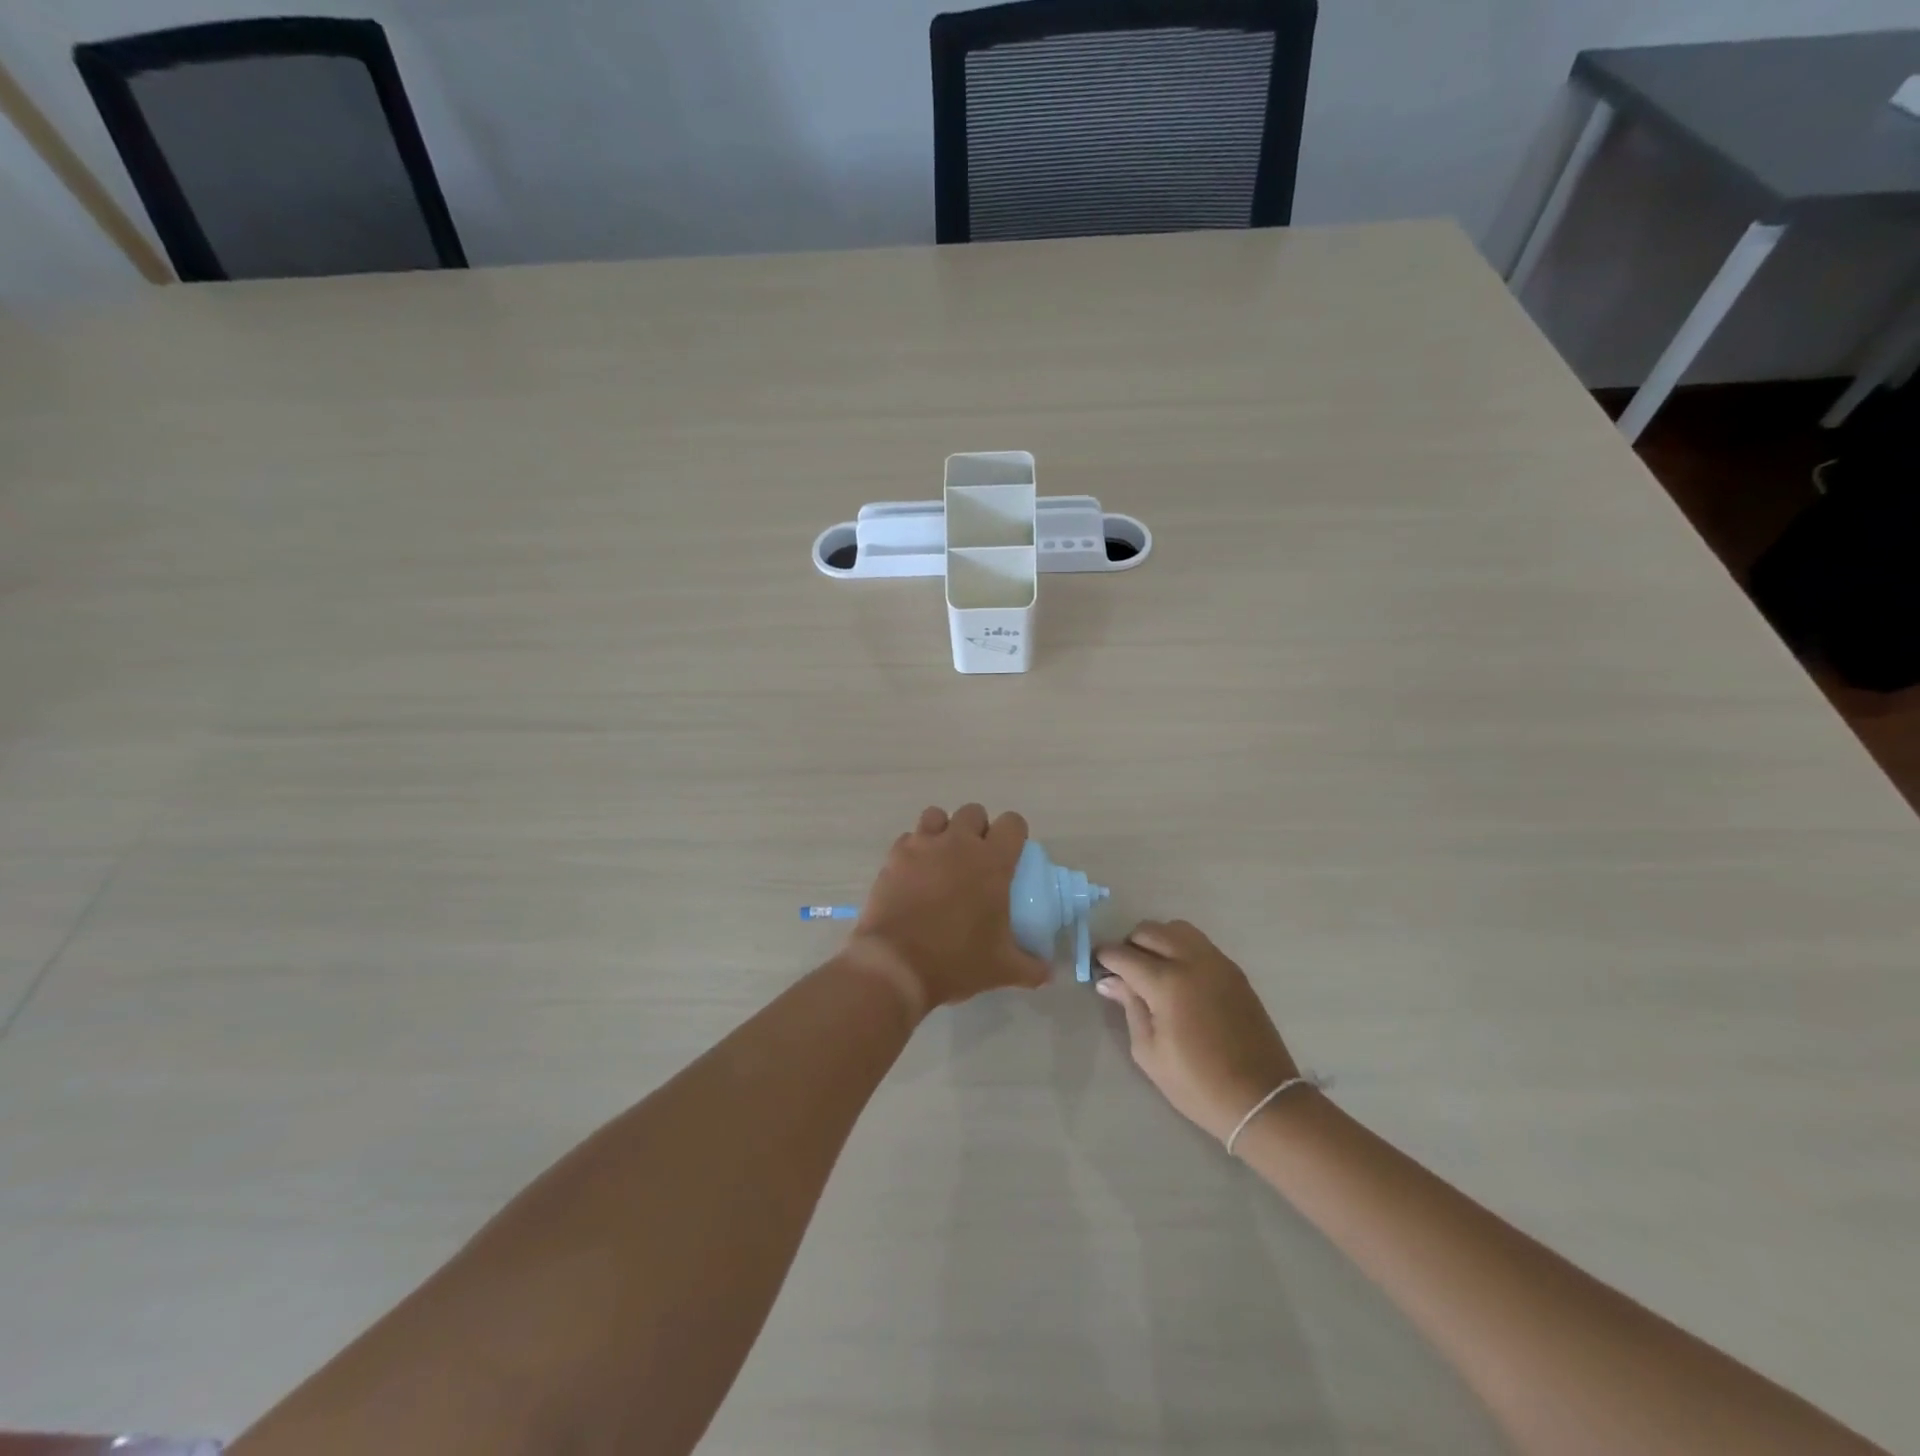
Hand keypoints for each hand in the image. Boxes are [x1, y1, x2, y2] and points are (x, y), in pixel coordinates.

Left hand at [842, 804, 1049, 1016]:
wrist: (896, 965)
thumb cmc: (956, 961)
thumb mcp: (1002, 969)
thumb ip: (1031, 967)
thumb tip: (1049, 973)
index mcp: (992, 861)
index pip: (1013, 823)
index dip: (1015, 834)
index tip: (1012, 854)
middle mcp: (958, 843)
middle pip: (973, 813)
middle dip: (978, 829)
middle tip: (976, 860)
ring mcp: (923, 845)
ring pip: (936, 815)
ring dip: (943, 830)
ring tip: (942, 858)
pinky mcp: (894, 856)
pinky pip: (908, 838)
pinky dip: (914, 849)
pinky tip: (914, 873)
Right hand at [1095, 920, 1301, 1142]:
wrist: (1260, 1098)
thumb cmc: (1197, 1083)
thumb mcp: (1149, 1051)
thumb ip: (1129, 1007)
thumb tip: (1110, 981)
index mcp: (1167, 983)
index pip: (1124, 955)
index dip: (1105, 958)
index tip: (1097, 967)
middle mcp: (1192, 961)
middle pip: (1149, 931)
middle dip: (1129, 945)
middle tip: (1124, 971)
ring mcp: (1217, 962)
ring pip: (1176, 928)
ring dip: (1157, 939)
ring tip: (1152, 967)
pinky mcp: (1234, 970)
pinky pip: (1199, 942)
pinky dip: (1180, 946)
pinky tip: (1178, 974)